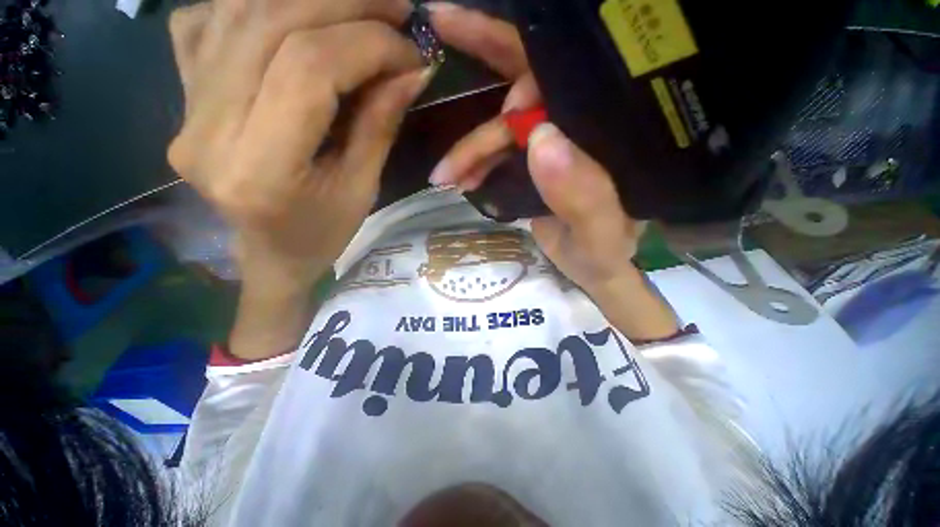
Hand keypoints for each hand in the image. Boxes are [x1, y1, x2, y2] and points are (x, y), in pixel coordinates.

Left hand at [167, 0, 429, 285]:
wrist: (270, 254)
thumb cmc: (323, 234)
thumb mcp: (362, 189)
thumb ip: (380, 124)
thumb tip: (411, 69)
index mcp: (260, 169)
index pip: (308, 69)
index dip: (368, 45)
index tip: (411, 51)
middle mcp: (206, 131)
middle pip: (269, 25)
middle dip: (343, 4)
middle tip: (394, 8)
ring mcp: (183, 110)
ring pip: (236, 12)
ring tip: (356, 5)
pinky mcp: (181, 100)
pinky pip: (205, 23)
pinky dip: (254, 3)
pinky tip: (292, 14)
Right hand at [427, 3, 642, 294]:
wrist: (591, 268)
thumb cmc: (605, 253)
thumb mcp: (600, 233)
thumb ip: (583, 194)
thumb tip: (540, 139)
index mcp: (606, 131)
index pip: (570, 76)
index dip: (530, 70)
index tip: (503, 103)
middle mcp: (580, 125)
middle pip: (531, 77)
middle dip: (484, 52)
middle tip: (440, 21)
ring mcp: (553, 142)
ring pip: (503, 125)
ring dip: (469, 147)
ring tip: (445, 175)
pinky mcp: (533, 162)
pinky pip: (497, 151)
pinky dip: (476, 163)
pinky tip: (462, 180)